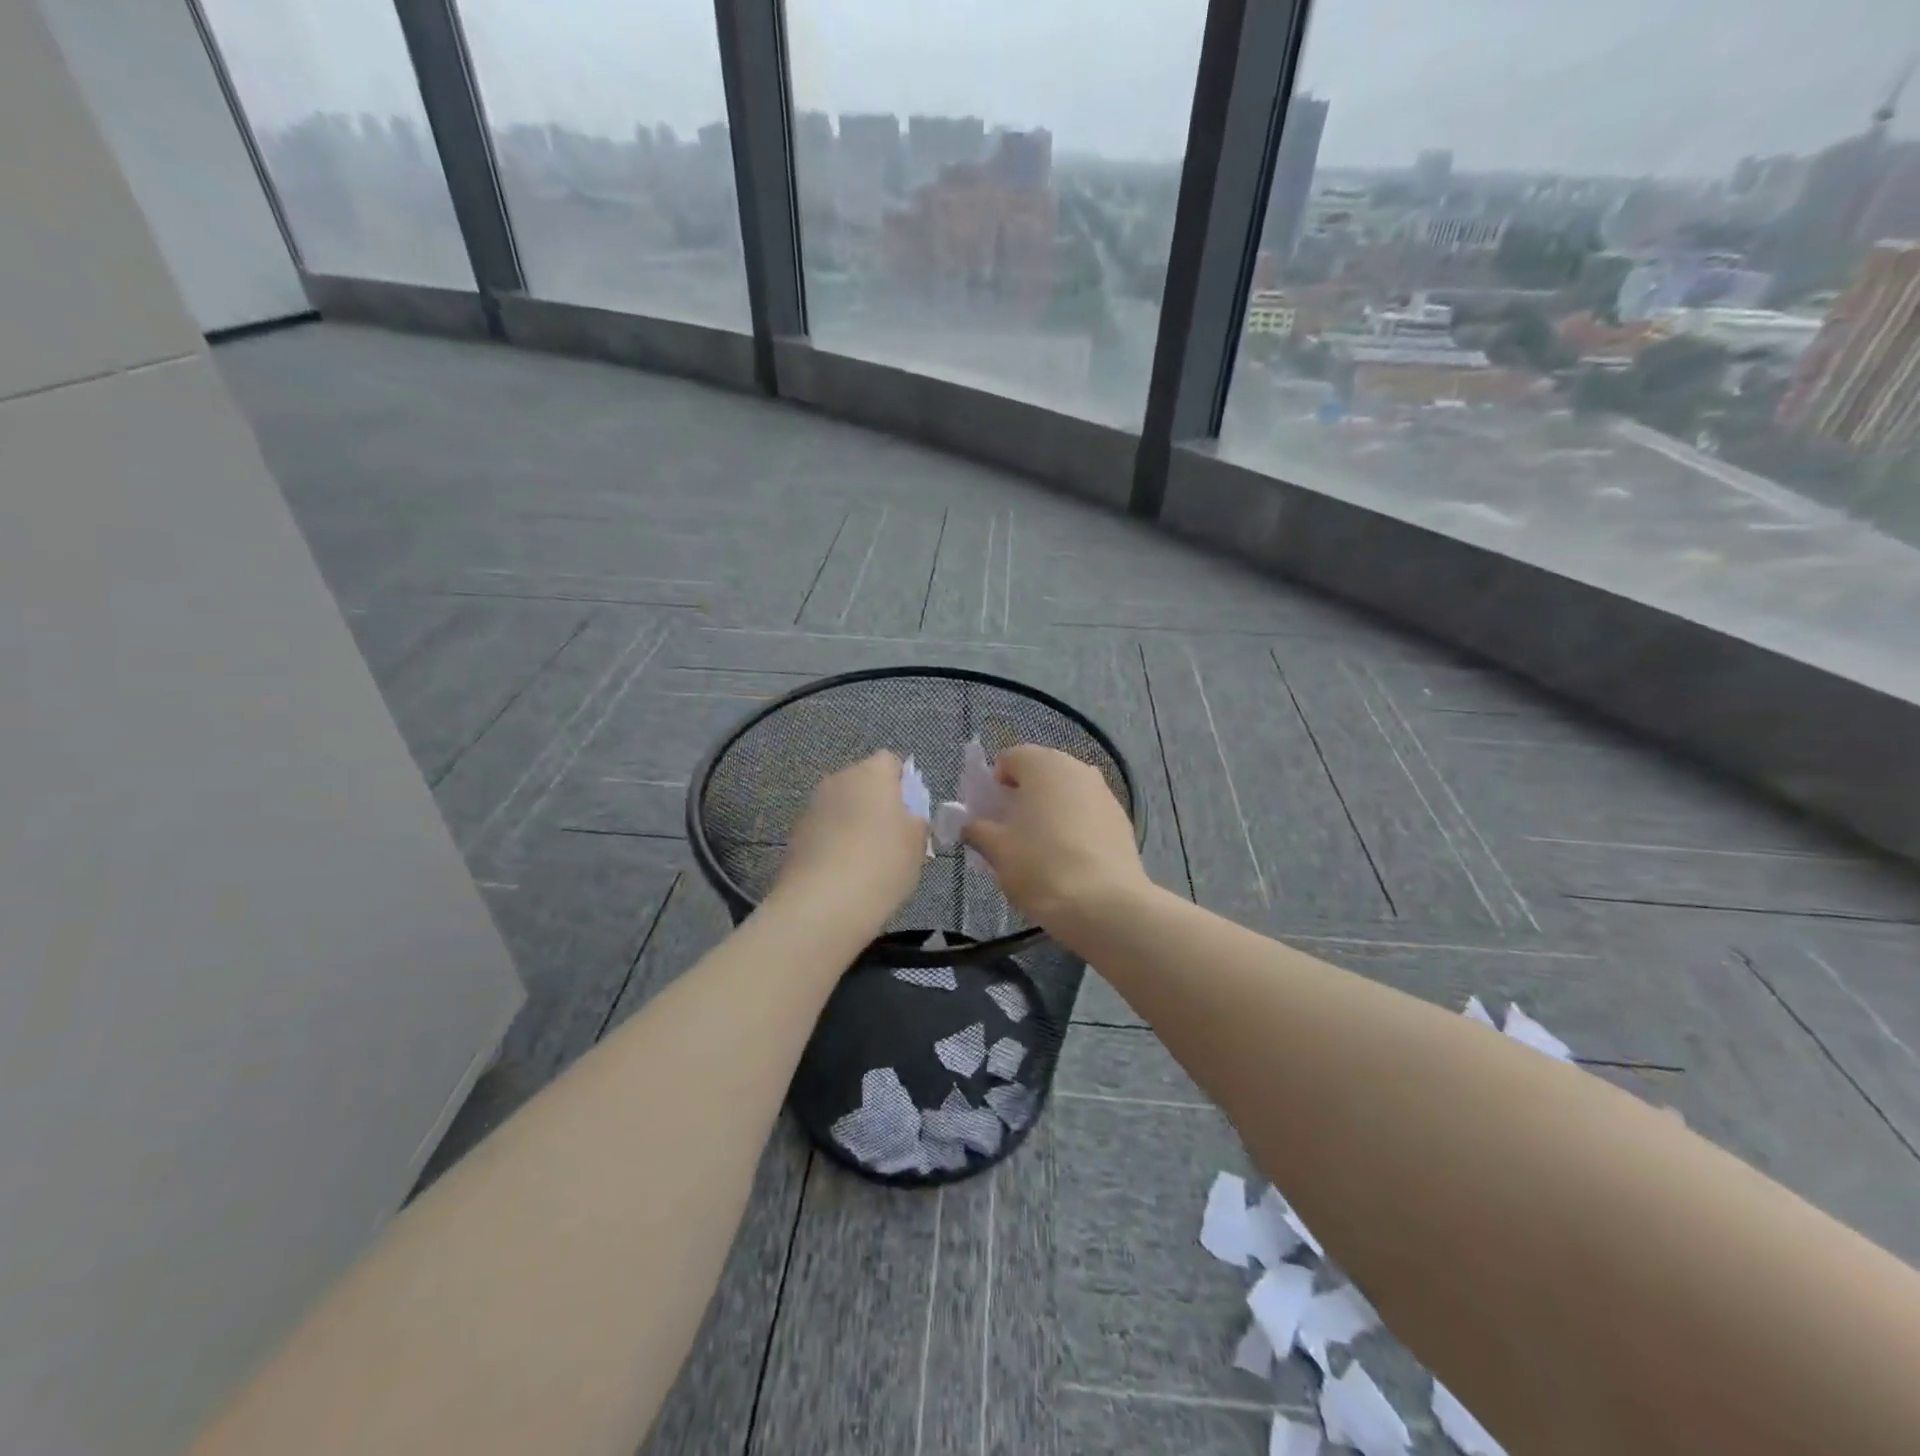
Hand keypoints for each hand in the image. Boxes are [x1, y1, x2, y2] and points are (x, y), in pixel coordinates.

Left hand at [772, 751, 926, 930]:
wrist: (823, 904)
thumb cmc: (882, 864)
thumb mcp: (918, 843)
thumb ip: (916, 821)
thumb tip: (907, 818)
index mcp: (871, 773)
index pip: (890, 762)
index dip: (903, 785)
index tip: (910, 816)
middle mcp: (838, 779)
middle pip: (863, 783)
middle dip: (877, 804)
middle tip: (893, 840)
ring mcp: (812, 806)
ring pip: (842, 806)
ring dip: (854, 824)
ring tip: (866, 861)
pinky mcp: (795, 833)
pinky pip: (824, 830)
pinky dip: (834, 843)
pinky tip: (843, 873)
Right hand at [961, 745, 1148, 930]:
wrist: (1106, 906)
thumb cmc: (1042, 867)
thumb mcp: (997, 850)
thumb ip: (978, 830)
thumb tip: (971, 825)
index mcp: (1043, 765)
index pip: (1009, 759)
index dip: (993, 785)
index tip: (990, 816)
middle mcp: (1077, 768)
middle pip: (1040, 774)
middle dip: (1023, 797)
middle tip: (1012, 833)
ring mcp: (1104, 792)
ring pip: (1066, 794)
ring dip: (1050, 811)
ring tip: (1041, 849)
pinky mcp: (1122, 819)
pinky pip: (1087, 814)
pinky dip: (1074, 827)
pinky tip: (1070, 860)